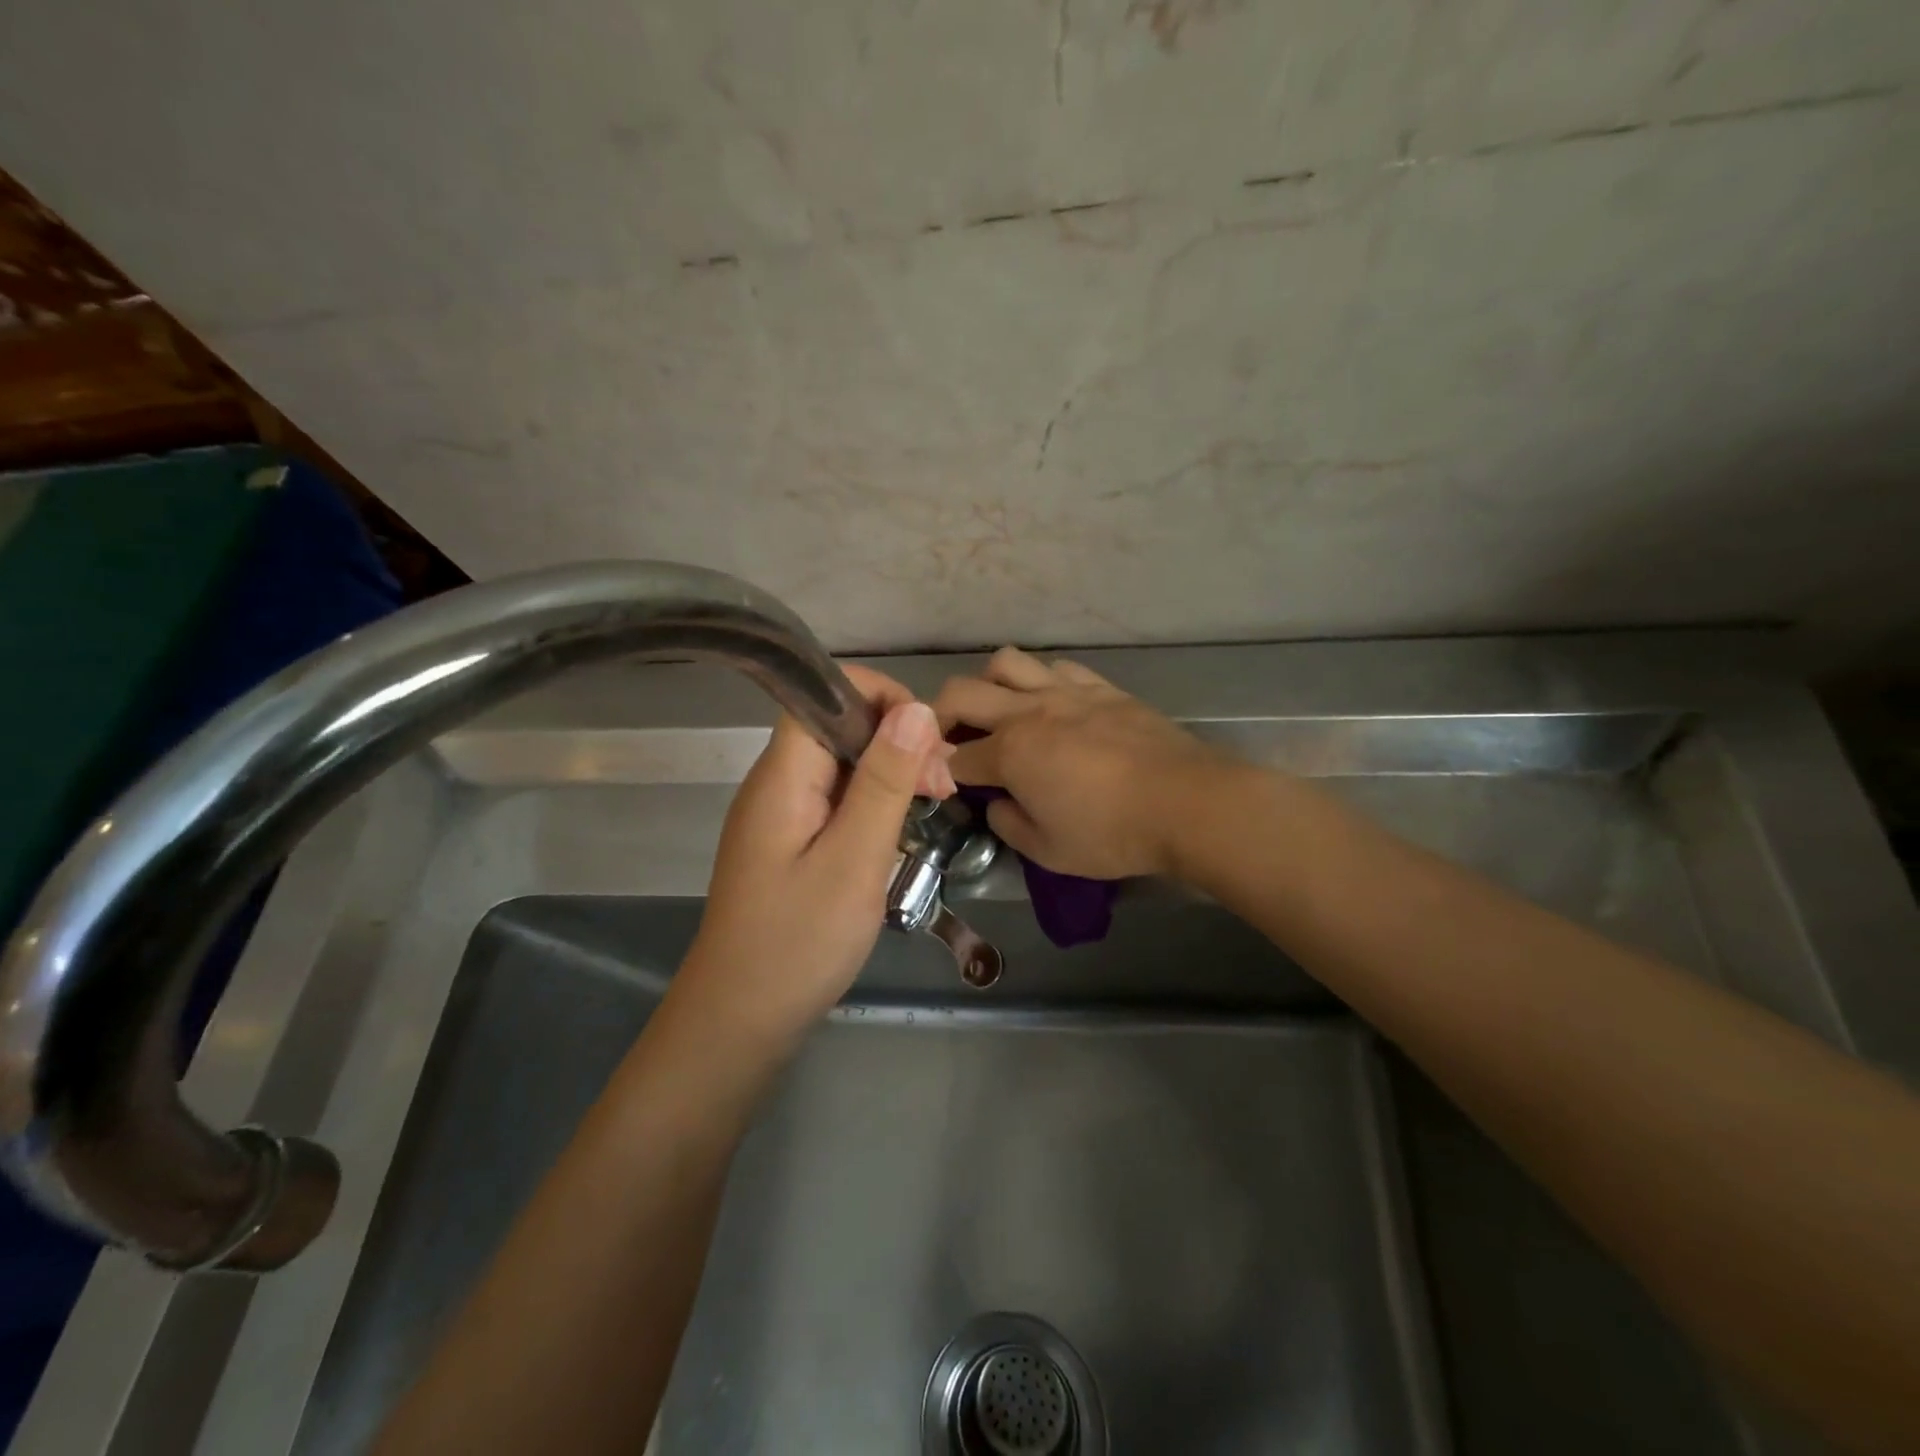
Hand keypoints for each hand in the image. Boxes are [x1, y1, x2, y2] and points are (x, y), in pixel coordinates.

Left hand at [679, 666, 955, 1041]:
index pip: (824, 692)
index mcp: (783, 775)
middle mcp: (777, 782)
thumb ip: (885, 782)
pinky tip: (901, 830)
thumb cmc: (798, 942)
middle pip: (838, 726)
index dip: (880, 696)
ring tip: (933, 806)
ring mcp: (781, 814)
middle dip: (897, 740)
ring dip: (891, 773)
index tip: (928, 738)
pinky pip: (837, 799)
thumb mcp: (855, 859)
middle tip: (942, 788)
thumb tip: (916, 709)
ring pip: (843, 764)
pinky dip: (874, 803)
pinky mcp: (790, 842)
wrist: (739, 1020)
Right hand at [932, 647, 1231, 879]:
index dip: (939, 770)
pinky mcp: (1101, 687)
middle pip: (961, 692)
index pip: (955, 756)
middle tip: (948, 739)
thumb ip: (1009, 825)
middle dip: (940, 714)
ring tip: (999, 710)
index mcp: (1010, 753)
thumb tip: (997, 804)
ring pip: (1006, 662)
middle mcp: (1028, 712)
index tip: (940, 781)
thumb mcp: (1049, 851)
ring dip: (988, 683)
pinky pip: (1056, 667)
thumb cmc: (1113, 833)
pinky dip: (1039, 680)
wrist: (1187, 802)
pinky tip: (1051, 704)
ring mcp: (1066, 692)